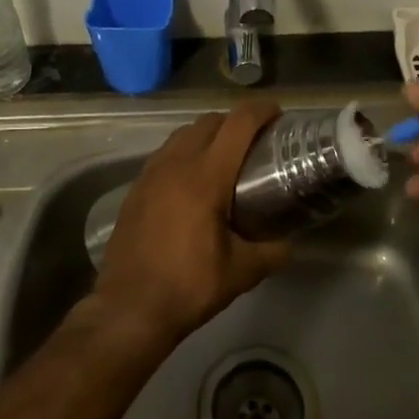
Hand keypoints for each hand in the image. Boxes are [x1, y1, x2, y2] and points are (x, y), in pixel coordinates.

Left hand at [91, 100, 288, 351]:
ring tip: (226, 157)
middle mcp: (176, 163)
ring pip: (183, 133)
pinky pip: (166, 153)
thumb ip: (272, 252)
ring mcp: (151, 172)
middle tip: (256, 141)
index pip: (237, 124)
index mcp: (205, 176)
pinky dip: (185, 151)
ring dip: (208, 134)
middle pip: (209, 121)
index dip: (260, 111)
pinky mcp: (136, 187)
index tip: (278, 114)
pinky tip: (193, 180)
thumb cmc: (188, 286)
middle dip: (235, 121)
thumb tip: (290, 243)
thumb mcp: (241, 272)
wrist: (129, 307)